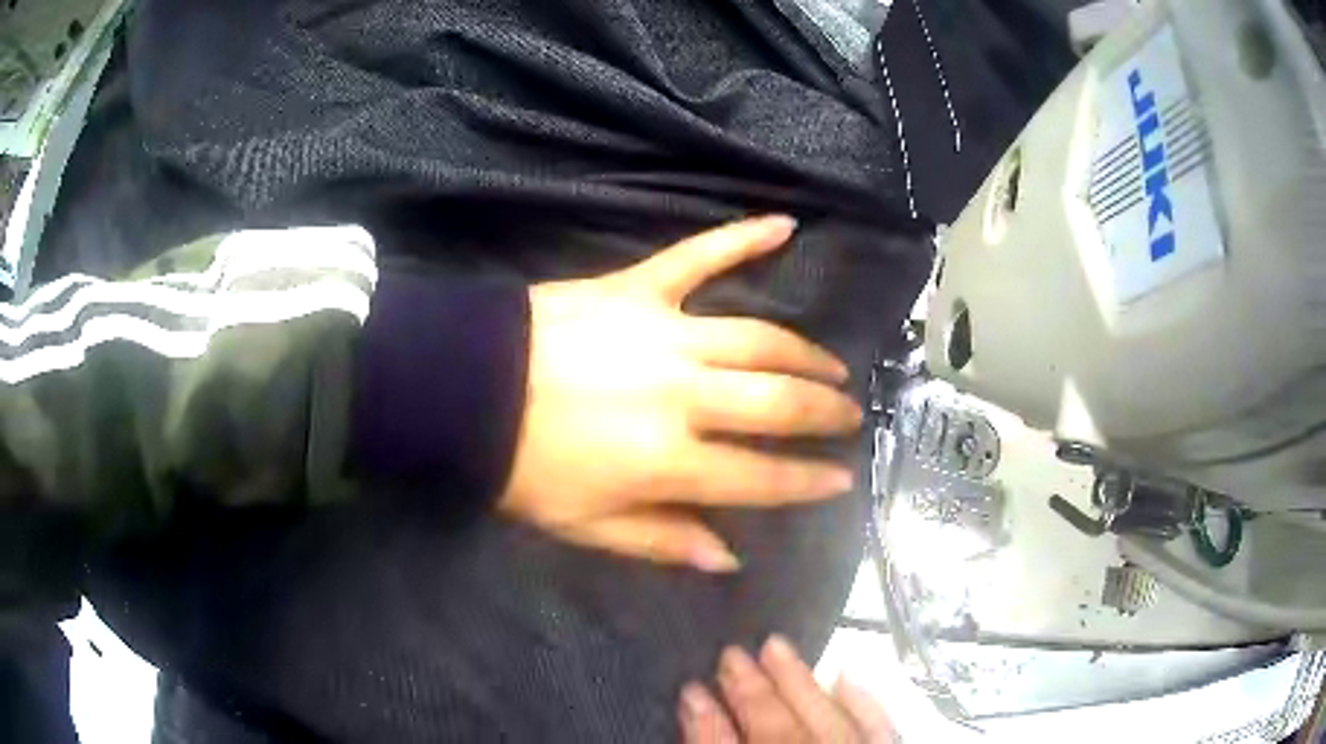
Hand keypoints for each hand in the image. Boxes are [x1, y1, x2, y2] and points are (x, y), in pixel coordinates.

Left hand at [499, 216, 860, 572]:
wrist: (461, 388)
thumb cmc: (518, 465)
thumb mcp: (583, 526)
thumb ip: (661, 541)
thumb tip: (728, 557)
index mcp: (665, 461)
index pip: (760, 476)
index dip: (807, 481)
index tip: (841, 478)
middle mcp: (681, 395)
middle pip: (776, 403)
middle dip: (823, 412)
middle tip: (849, 414)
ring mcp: (664, 333)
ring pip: (759, 339)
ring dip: (805, 353)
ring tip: (832, 365)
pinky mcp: (638, 287)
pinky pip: (700, 256)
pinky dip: (742, 238)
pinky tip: (784, 225)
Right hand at [679, 636, 893, 743]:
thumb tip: (698, 711)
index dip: (705, 722)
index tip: (689, 687)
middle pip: (776, 731)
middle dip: (750, 691)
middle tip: (729, 653)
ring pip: (824, 720)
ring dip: (797, 683)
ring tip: (773, 644)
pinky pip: (877, 729)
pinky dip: (863, 702)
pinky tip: (846, 672)